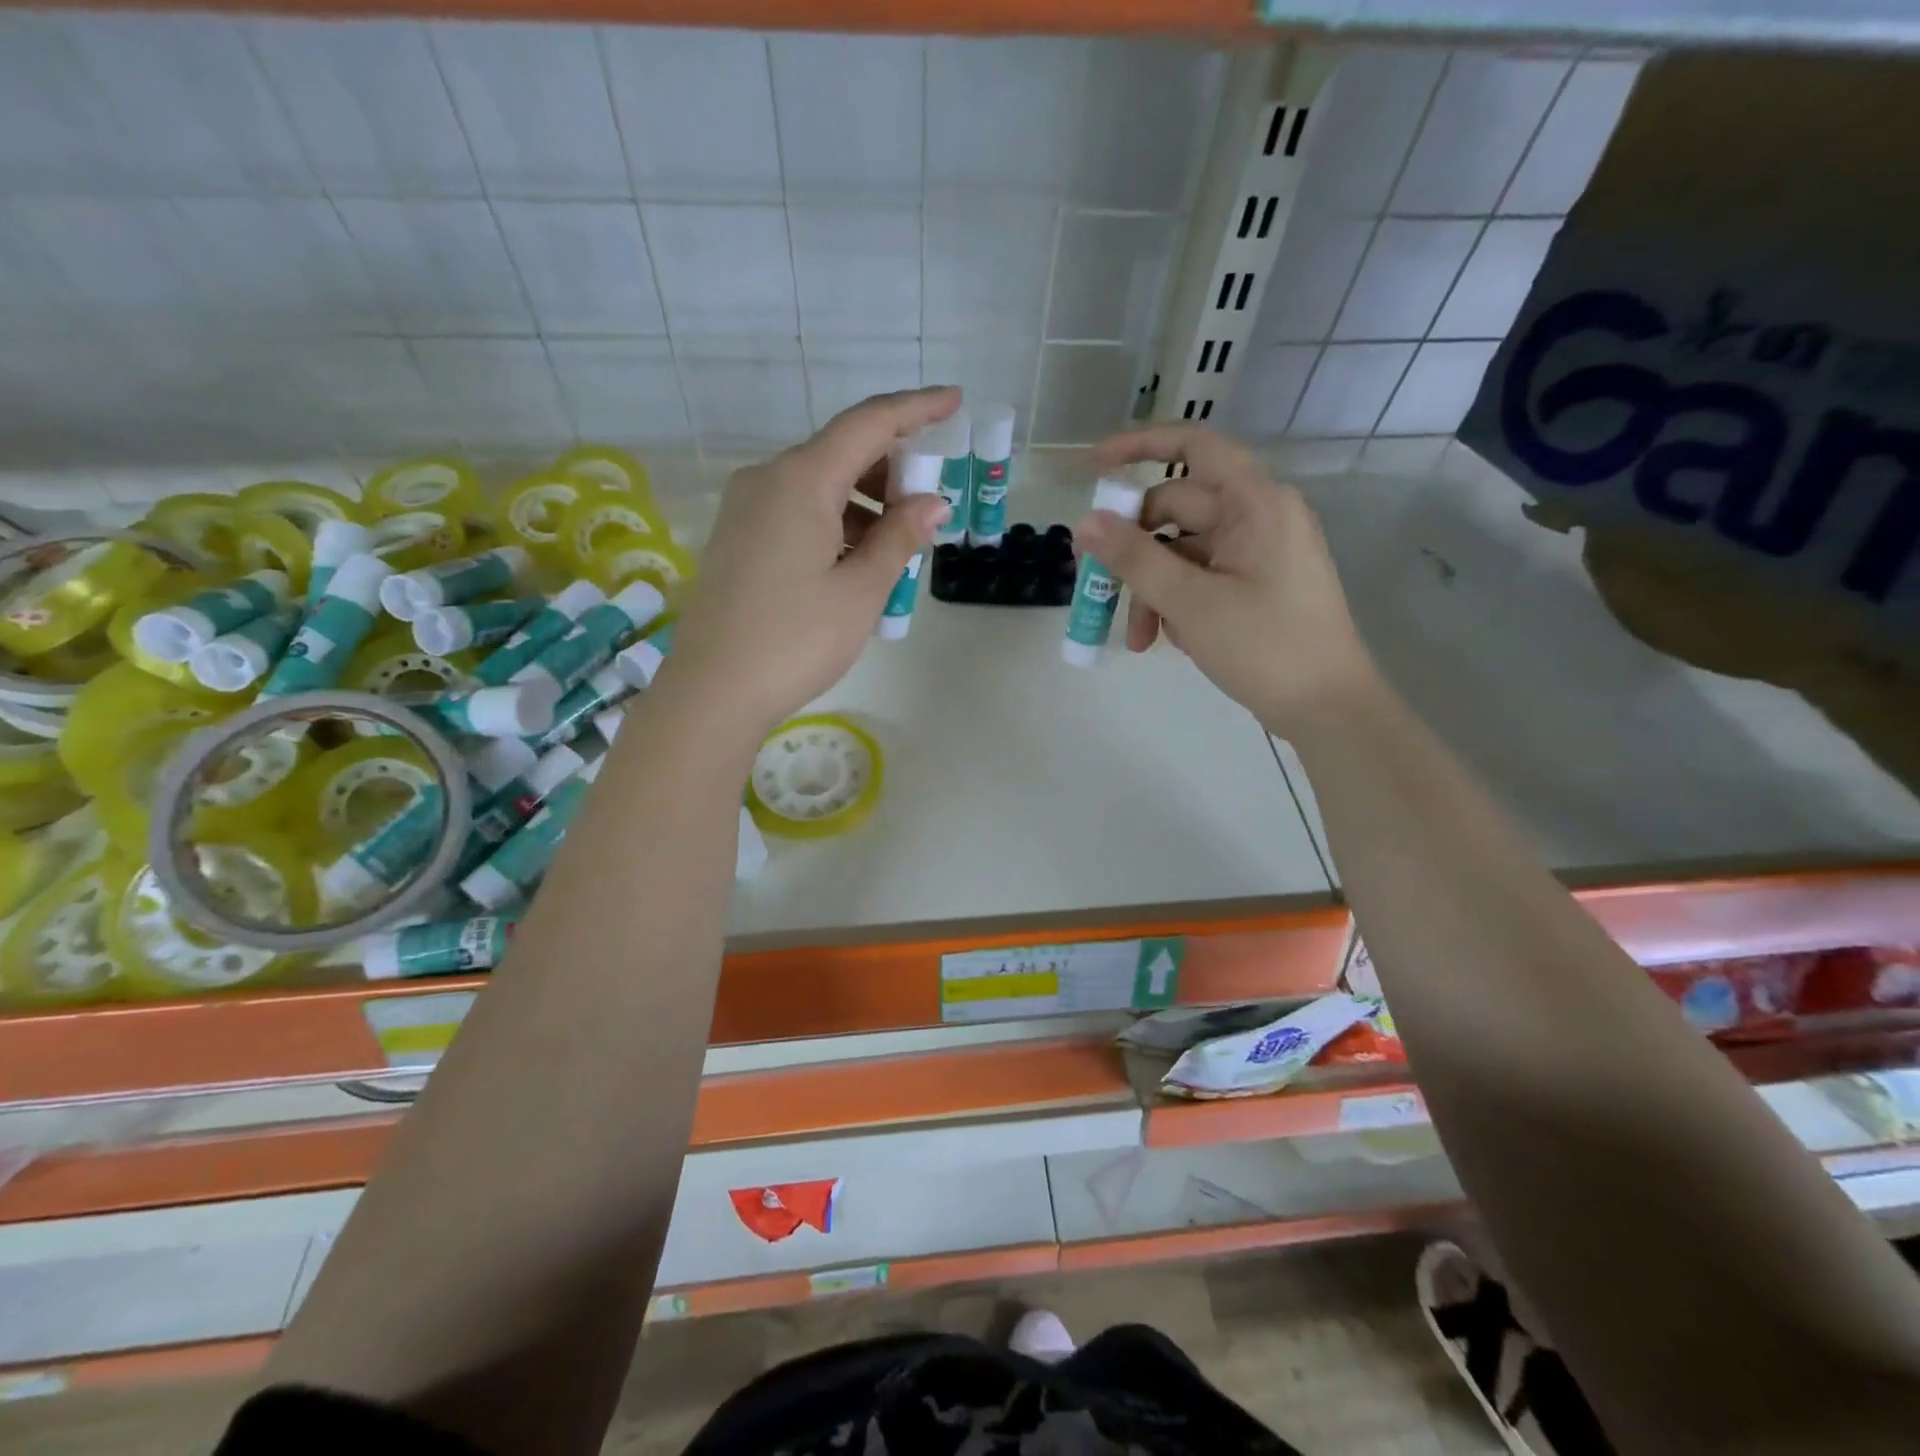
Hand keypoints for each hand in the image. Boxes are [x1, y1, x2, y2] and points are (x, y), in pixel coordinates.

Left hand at [665, 387, 959, 737]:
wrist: (714, 690)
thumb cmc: (796, 640)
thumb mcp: (860, 590)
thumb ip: (900, 537)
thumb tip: (931, 502)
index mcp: (801, 480)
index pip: (868, 424)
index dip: (915, 409)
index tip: (954, 400)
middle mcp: (767, 479)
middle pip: (840, 453)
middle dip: (891, 470)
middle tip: (928, 507)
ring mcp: (746, 508)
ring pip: (818, 486)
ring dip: (865, 504)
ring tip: (898, 548)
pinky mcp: (737, 537)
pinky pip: (796, 511)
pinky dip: (835, 523)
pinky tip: (856, 562)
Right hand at [1075, 424, 1376, 735]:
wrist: (1326, 708)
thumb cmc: (1264, 646)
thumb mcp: (1190, 602)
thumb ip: (1134, 559)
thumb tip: (1084, 523)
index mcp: (1255, 503)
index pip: (1194, 447)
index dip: (1139, 447)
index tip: (1093, 466)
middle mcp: (1258, 517)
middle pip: (1176, 511)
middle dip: (1133, 551)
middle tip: (1093, 583)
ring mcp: (1257, 553)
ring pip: (1182, 553)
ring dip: (1151, 590)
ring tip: (1138, 640)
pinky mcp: (1254, 586)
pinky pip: (1200, 578)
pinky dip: (1176, 603)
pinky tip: (1168, 641)